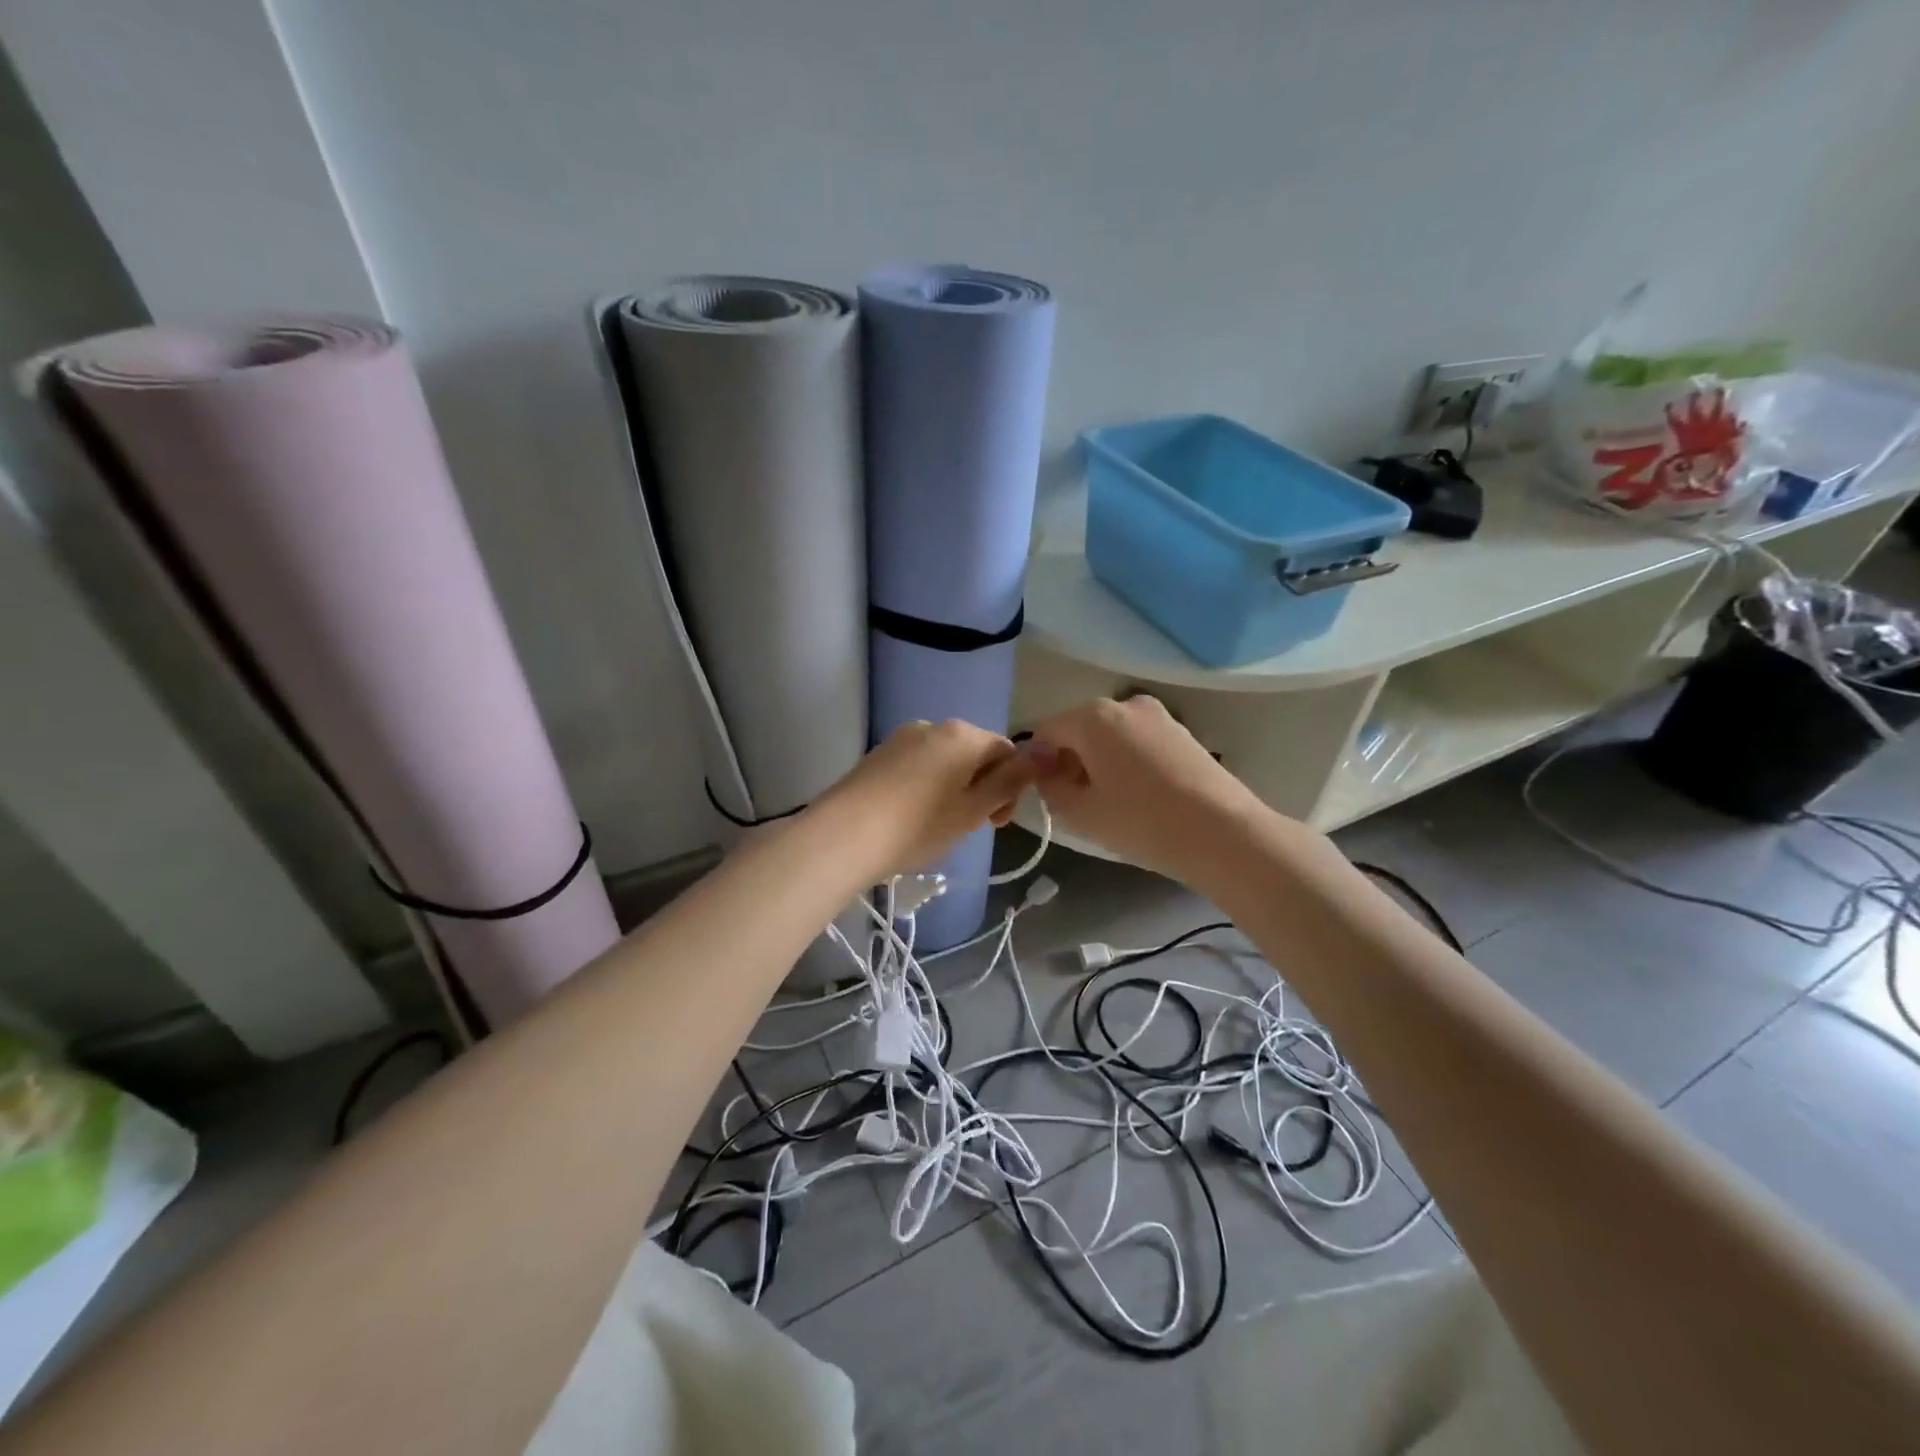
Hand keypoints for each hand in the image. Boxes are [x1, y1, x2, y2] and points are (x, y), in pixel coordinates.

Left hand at [808, 720, 1039, 883]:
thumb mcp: (974, 809)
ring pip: (945, 760)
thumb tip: (1048, 749)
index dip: (1011, 787)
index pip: (1006, 751)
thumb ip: (1012, 779)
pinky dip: (926, 786)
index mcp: (963, 734)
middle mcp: (933, 725)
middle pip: (974, 752)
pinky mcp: (878, 754)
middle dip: (981, 786)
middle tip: (969, 826)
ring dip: (954, 787)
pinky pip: (917, 765)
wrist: (844, 836)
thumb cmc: (919, 826)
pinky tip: (912, 816)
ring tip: (938, 824)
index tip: (995, 822)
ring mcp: (901, 737)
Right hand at [1027, 696, 1275, 881]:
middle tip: (1077, 802)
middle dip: (1070, 761)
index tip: (1046, 795)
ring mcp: (1158, 715)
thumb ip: (1050, 789)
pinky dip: (1128, 762)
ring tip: (1112, 802)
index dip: (1038, 763)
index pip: (1046, 732)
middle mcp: (1124, 704)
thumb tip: (1047, 775)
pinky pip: (1138, 741)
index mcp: (1092, 716)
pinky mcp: (1182, 732)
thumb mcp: (1080, 813)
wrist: (1223, 833)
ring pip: (1110, 736)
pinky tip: (1140, 796)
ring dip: (1099, 762)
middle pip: (1079, 729)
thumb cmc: (1141, 821)